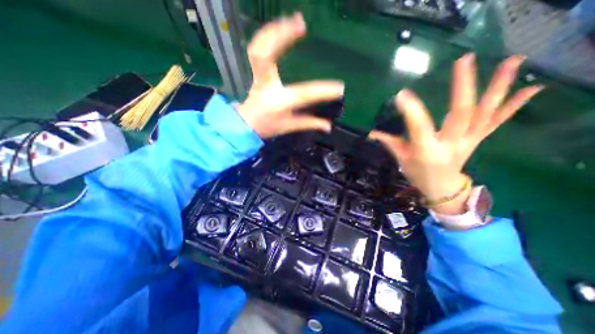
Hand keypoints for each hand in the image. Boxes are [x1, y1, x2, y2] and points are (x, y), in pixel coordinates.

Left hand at [239, 13, 344, 137]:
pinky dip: (267, 35)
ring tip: (293, 20)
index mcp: (279, 102)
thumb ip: (309, 124)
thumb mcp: (289, 126)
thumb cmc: (268, 126)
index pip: (303, 94)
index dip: (322, 91)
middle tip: (301, 24)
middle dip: (281, 37)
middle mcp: (267, 86)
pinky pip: (257, 49)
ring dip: (274, 30)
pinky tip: (280, 27)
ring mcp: (258, 77)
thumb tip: (328, 126)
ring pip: (258, 48)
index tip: (339, 88)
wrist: (247, 124)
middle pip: (265, 56)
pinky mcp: (255, 72)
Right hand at [371, 52, 541, 213]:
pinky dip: (514, 106)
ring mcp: (468, 141)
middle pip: (460, 114)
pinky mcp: (477, 140)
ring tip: (512, 61)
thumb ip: (388, 142)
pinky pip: (496, 122)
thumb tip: (371, 133)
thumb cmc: (417, 174)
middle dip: (462, 87)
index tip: (402, 95)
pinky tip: (534, 88)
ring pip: (484, 114)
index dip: (411, 110)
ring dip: (498, 88)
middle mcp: (450, 144)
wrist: (441, 188)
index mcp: (426, 150)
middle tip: (464, 60)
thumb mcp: (401, 159)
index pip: (419, 127)